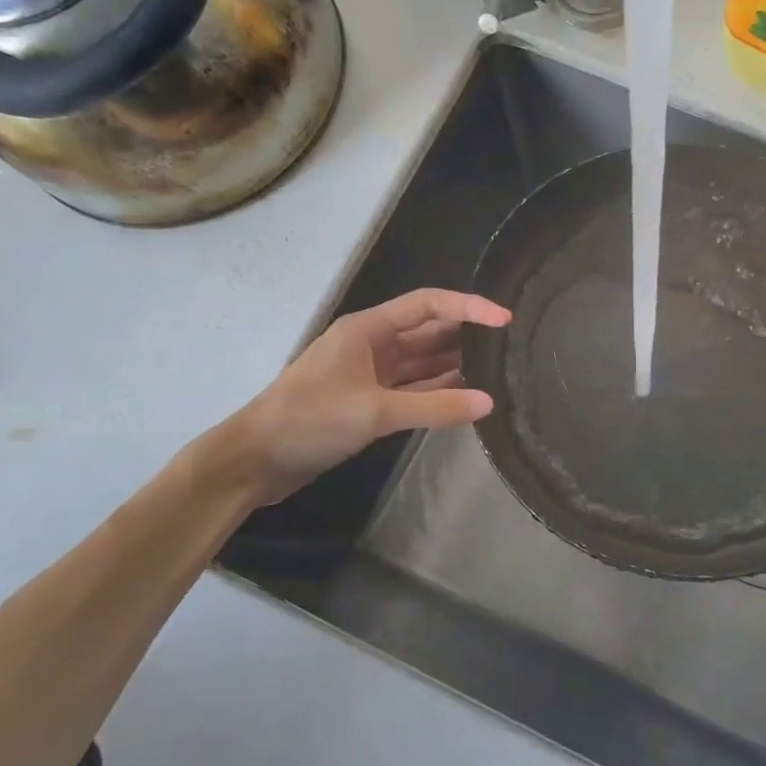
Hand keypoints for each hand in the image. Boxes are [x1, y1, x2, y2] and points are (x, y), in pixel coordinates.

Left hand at [212, 289, 510, 503]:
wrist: (255, 460)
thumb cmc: (309, 420)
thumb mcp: (375, 411)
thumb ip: (435, 407)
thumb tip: (489, 403)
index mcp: (367, 329)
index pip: (428, 305)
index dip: (468, 307)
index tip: (505, 319)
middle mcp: (372, 346)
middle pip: (428, 332)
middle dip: (466, 335)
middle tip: (510, 345)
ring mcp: (370, 376)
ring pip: (422, 363)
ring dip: (455, 365)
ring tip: (499, 370)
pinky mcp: (369, 404)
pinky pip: (413, 391)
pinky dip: (438, 393)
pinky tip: (467, 398)